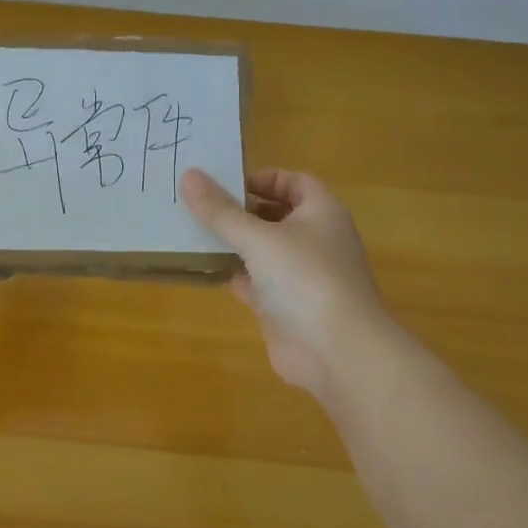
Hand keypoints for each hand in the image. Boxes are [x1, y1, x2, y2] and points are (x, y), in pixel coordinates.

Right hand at [181, 167, 391, 396]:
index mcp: (321, 212)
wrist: (337, 352)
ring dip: (233, 243)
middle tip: (198, 205)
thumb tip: (189, 175)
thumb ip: (221, 211)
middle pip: (275, 215)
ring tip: (191, 232)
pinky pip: (256, 282)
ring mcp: (301, 275)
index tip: (224, 183)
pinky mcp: (286, 306)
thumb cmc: (305, 279)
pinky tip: (204, 269)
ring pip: (263, 250)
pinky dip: (233, 274)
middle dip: (240, 210)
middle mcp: (315, 240)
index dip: (262, 178)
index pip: (293, 182)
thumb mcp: (258, 238)